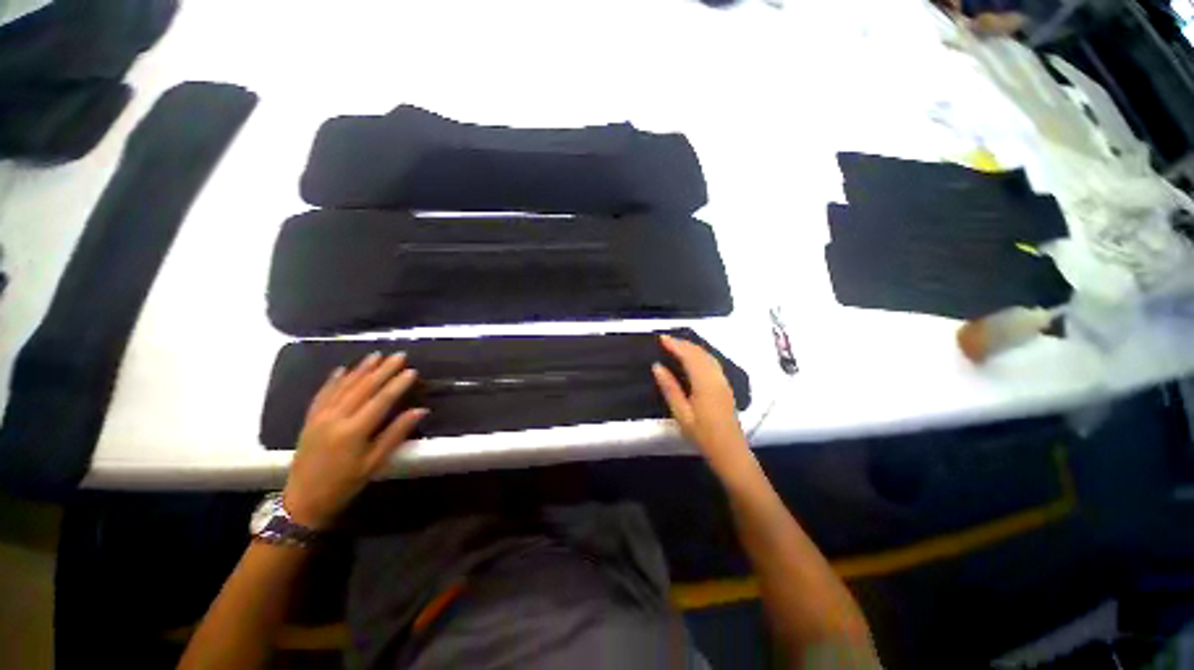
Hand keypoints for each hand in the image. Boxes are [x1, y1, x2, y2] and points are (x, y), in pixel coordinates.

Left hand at [282, 352, 427, 528]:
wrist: (303, 500)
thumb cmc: (345, 484)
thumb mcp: (374, 463)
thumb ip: (396, 434)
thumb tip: (420, 411)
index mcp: (354, 431)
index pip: (381, 400)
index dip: (398, 384)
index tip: (412, 371)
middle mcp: (335, 418)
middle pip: (363, 388)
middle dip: (383, 370)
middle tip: (399, 355)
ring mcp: (320, 417)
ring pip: (343, 387)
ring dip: (361, 369)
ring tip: (376, 355)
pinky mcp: (309, 420)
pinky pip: (322, 394)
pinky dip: (333, 380)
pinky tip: (342, 370)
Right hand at [652, 335, 752, 478]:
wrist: (730, 451)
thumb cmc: (703, 434)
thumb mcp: (681, 413)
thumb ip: (669, 388)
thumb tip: (657, 366)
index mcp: (704, 382)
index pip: (689, 356)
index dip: (675, 345)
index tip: (661, 338)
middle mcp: (716, 377)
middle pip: (700, 353)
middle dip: (683, 343)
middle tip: (666, 339)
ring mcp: (723, 381)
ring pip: (708, 356)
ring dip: (692, 347)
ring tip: (676, 345)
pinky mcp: (725, 386)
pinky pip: (712, 362)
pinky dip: (700, 355)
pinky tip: (693, 358)